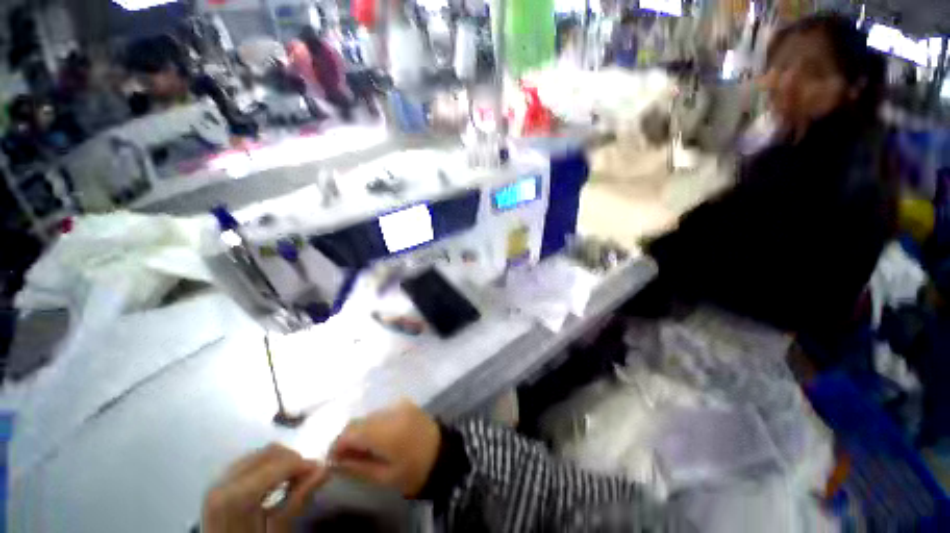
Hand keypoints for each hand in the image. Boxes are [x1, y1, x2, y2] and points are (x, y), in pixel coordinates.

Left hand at [202, 444, 328, 532]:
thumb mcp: (277, 531)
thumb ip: (298, 500)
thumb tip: (324, 469)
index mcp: (236, 496)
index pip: (278, 465)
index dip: (303, 464)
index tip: (322, 471)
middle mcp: (223, 482)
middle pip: (268, 453)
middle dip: (293, 460)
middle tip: (308, 476)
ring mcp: (218, 481)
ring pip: (259, 454)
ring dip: (281, 462)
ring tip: (293, 479)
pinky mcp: (218, 484)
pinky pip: (248, 463)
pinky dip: (266, 467)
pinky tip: (274, 483)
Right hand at [328, 400, 440, 497]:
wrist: (445, 454)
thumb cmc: (414, 471)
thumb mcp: (384, 477)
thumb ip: (356, 467)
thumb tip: (334, 462)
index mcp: (387, 430)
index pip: (351, 431)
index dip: (337, 445)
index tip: (332, 461)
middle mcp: (391, 411)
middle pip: (359, 421)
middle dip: (348, 439)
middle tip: (346, 458)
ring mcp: (400, 404)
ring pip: (369, 416)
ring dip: (361, 431)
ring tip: (363, 450)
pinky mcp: (405, 403)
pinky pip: (382, 412)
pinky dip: (374, 424)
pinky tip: (378, 438)